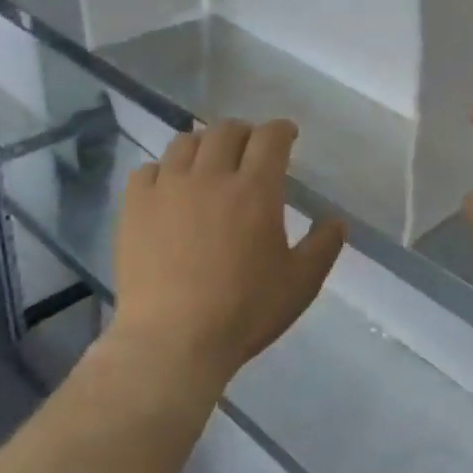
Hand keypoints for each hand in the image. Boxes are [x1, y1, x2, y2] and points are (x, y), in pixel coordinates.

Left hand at [113, 119, 345, 392]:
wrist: (173, 341)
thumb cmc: (244, 312)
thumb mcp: (300, 284)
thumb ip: (323, 246)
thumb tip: (336, 221)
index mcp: (255, 190)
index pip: (270, 137)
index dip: (281, 130)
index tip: (287, 136)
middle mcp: (211, 176)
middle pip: (227, 130)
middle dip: (244, 133)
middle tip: (250, 150)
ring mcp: (168, 188)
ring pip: (185, 142)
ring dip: (204, 145)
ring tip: (208, 164)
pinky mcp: (135, 207)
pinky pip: (148, 169)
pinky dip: (163, 171)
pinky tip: (169, 189)